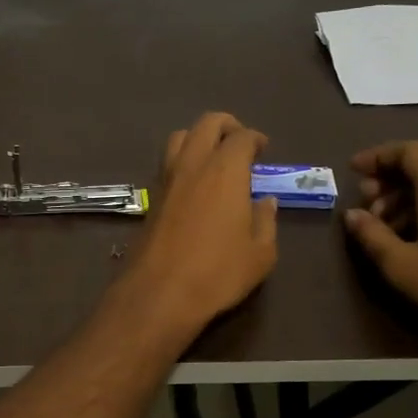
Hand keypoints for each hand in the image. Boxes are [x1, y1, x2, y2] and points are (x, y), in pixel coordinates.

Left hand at [118, 112, 277, 337]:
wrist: (159, 293)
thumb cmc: (218, 273)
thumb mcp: (260, 253)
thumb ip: (265, 221)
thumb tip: (265, 201)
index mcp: (225, 171)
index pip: (241, 137)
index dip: (255, 139)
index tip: (263, 150)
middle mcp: (193, 165)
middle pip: (206, 124)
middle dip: (227, 126)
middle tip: (240, 143)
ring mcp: (166, 179)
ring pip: (179, 138)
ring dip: (199, 138)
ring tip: (214, 159)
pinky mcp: (151, 198)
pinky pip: (167, 163)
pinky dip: (183, 160)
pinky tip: (194, 184)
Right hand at [341, 141, 417, 341]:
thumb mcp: (401, 266)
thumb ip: (372, 235)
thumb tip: (351, 214)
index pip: (409, 150)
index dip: (378, 156)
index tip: (353, 171)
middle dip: (391, 173)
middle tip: (367, 198)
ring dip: (407, 191)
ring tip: (384, 222)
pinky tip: (413, 233)